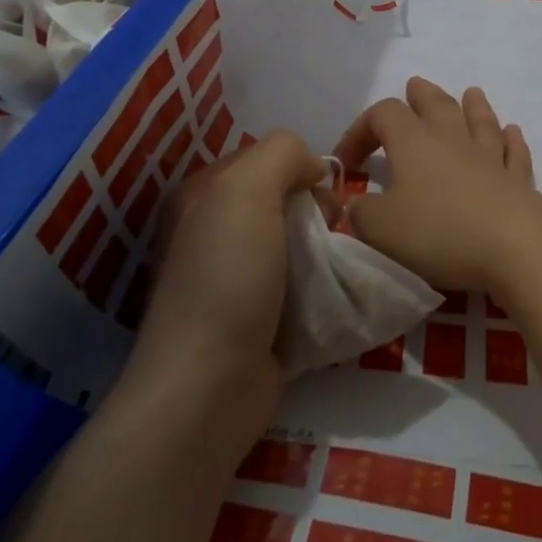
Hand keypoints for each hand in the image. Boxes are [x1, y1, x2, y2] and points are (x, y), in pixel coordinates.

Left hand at [134, 130, 325, 384]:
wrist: (210, 387)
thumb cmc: (226, 278)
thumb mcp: (246, 191)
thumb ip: (282, 154)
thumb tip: (314, 169)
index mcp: (201, 197)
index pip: (264, 159)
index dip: (299, 167)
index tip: (324, 192)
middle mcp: (213, 232)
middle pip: (283, 201)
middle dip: (317, 210)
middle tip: (334, 230)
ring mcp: (233, 280)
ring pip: (295, 244)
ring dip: (325, 250)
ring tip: (340, 265)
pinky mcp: (257, 320)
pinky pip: (300, 286)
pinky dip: (321, 287)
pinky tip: (335, 294)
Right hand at [332, 78, 541, 296]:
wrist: (514, 245)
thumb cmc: (439, 231)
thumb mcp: (381, 229)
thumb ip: (361, 213)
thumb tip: (355, 204)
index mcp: (413, 142)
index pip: (382, 115)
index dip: (360, 131)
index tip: (348, 163)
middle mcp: (451, 139)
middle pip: (436, 104)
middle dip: (421, 95)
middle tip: (414, 88)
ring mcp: (489, 157)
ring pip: (480, 120)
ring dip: (472, 106)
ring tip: (471, 93)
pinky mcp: (517, 180)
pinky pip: (512, 151)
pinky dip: (510, 140)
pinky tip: (512, 133)